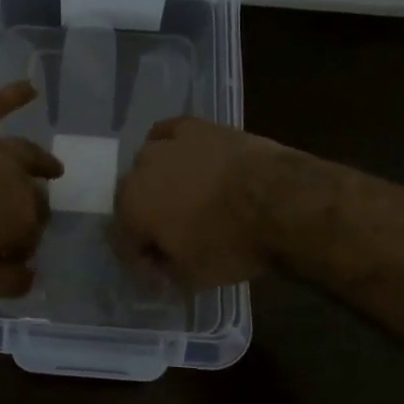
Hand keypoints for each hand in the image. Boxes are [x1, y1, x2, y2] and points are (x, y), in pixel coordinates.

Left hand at [0, 81, 63, 296]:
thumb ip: (7, 282)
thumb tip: (32, 277)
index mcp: (21, 217)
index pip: (31, 235)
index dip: (21, 248)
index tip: (8, 258)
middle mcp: (15, 178)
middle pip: (32, 195)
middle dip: (34, 210)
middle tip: (29, 220)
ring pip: (24, 152)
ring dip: (41, 161)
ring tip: (53, 167)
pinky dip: (13, 95)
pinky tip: (30, 88)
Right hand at [114, 117, 293, 289]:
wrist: (279, 201)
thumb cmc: (231, 243)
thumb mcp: (193, 277)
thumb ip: (164, 272)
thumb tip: (159, 266)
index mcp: (130, 209)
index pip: (123, 239)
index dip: (141, 258)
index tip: (161, 269)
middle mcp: (138, 171)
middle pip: (134, 199)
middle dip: (148, 218)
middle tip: (175, 235)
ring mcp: (165, 143)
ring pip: (149, 165)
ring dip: (160, 182)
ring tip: (188, 197)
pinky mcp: (193, 125)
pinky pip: (169, 134)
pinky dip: (172, 147)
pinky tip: (186, 157)